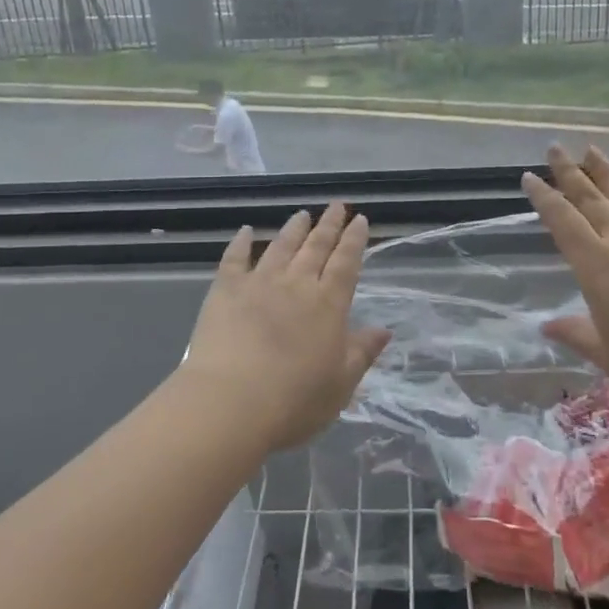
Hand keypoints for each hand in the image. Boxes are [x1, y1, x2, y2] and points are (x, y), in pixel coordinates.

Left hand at [184, 203, 391, 451]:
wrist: (231, 403)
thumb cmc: (295, 401)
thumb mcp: (341, 383)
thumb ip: (362, 352)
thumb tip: (384, 330)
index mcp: (329, 304)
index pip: (346, 263)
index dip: (354, 240)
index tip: (359, 219)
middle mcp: (297, 284)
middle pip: (316, 247)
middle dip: (329, 225)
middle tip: (336, 206)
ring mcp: (259, 283)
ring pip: (281, 246)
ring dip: (293, 229)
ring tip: (301, 214)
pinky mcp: (225, 290)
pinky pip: (234, 259)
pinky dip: (240, 243)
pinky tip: (244, 232)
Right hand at [523, 146, 608, 420]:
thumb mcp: (607, 354)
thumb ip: (576, 333)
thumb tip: (547, 326)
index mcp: (596, 266)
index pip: (562, 222)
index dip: (544, 198)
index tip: (529, 177)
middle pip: (591, 199)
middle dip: (570, 172)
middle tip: (555, 148)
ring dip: (607, 172)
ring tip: (592, 150)